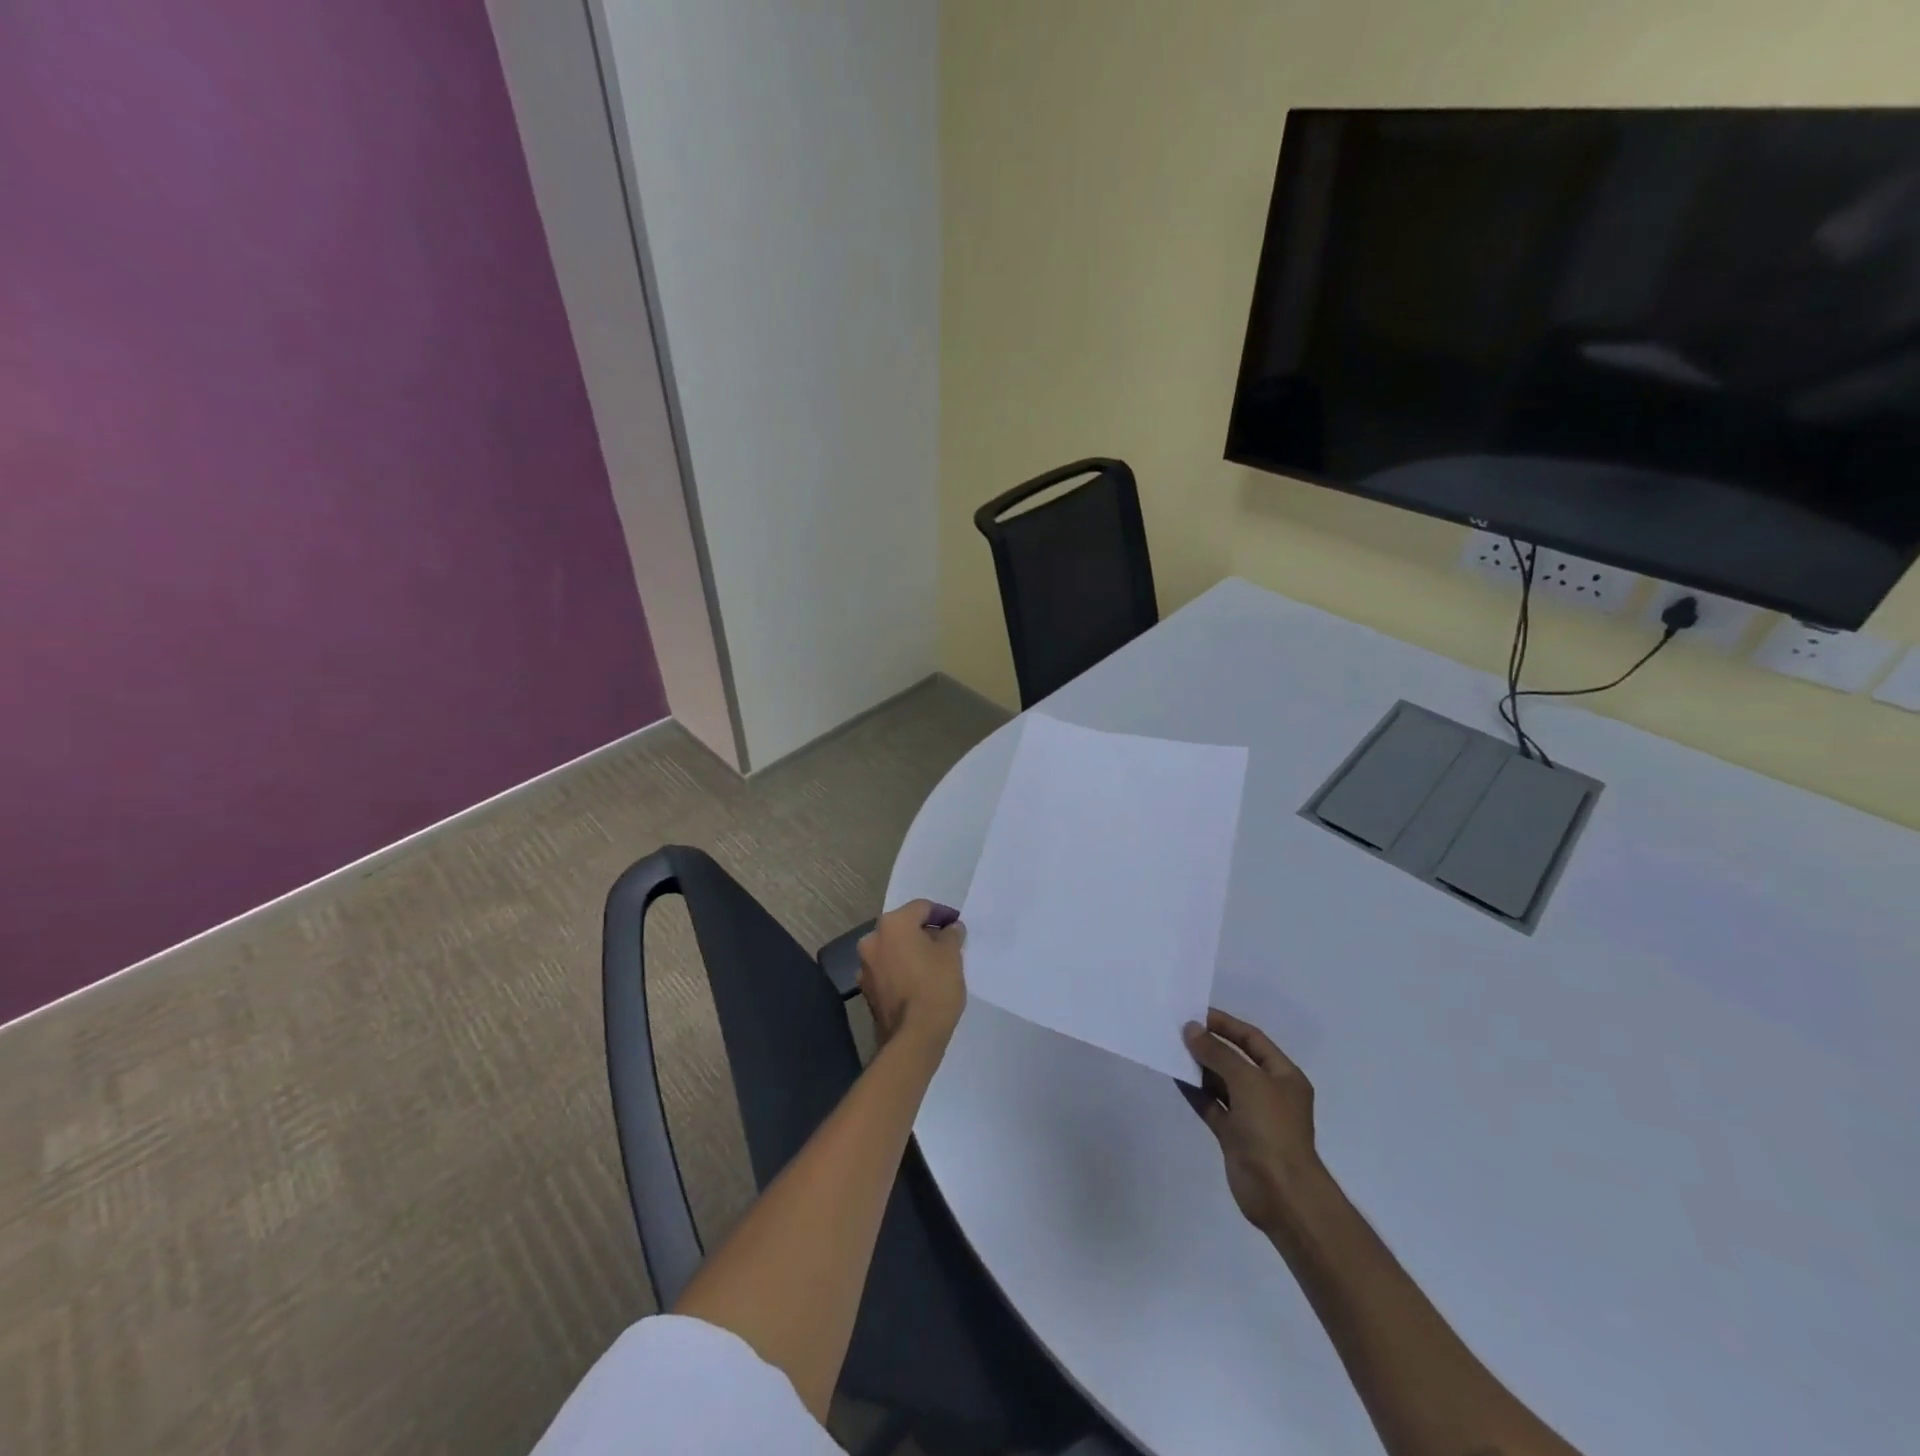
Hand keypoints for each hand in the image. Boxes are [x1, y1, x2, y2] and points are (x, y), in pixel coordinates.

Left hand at [857, 900, 965, 1047]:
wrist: (913, 1037)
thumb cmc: (935, 987)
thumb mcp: (952, 955)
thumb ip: (952, 934)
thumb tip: (950, 928)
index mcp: (893, 924)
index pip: (921, 908)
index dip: (942, 914)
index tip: (957, 925)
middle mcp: (872, 939)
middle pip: (903, 927)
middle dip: (925, 932)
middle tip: (947, 943)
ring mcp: (865, 966)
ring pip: (893, 948)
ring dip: (911, 951)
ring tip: (934, 964)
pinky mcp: (866, 989)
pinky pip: (888, 969)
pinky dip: (902, 969)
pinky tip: (919, 981)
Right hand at [1185, 1009, 1320, 1233]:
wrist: (1281, 1193)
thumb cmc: (1271, 1128)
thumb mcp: (1246, 1080)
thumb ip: (1217, 1053)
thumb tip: (1191, 1029)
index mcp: (1284, 1076)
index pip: (1252, 1039)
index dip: (1226, 1025)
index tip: (1196, 1013)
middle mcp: (1269, 1092)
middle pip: (1236, 1060)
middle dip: (1210, 1045)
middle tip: (1178, 1030)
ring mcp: (1251, 1116)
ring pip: (1221, 1083)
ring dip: (1199, 1067)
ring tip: (1171, 1049)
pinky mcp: (1234, 1136)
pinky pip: (1212, 1106)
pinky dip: (1195, 1092)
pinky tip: (1175, 1077)